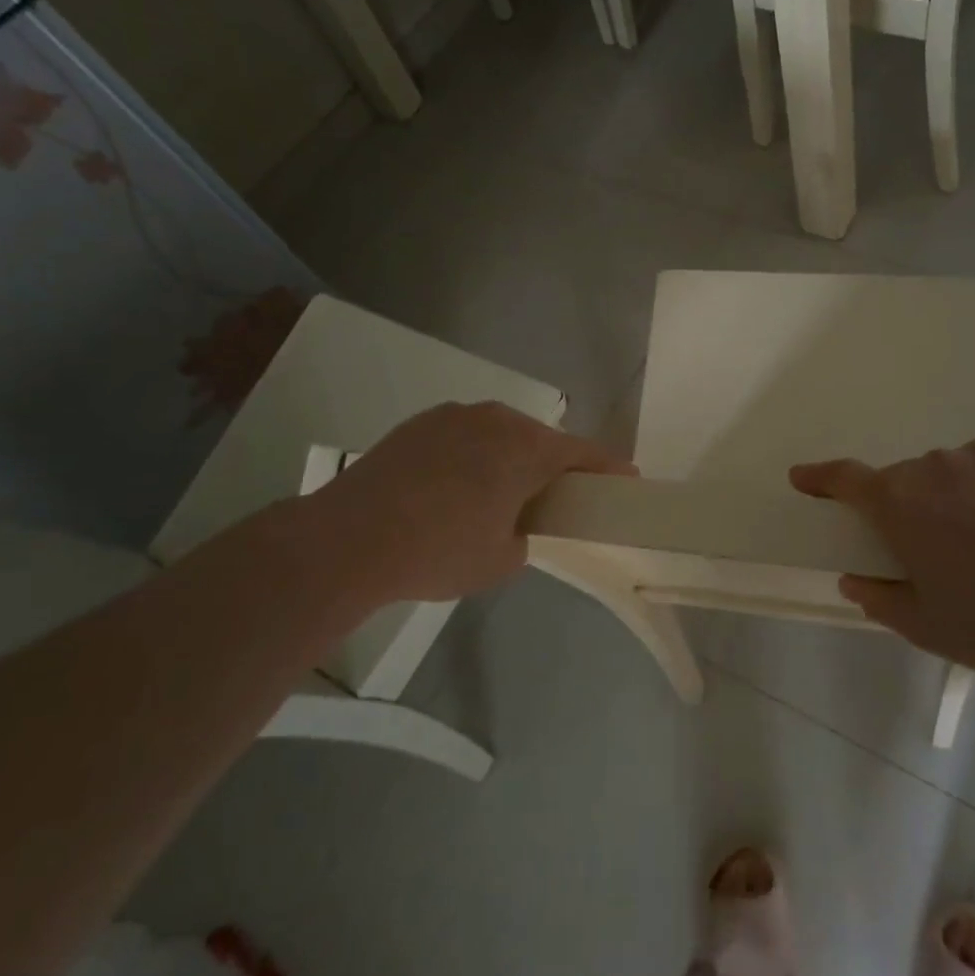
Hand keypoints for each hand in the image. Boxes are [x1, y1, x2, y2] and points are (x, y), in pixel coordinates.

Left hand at [288, 401, 633, 604]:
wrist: (348, 540)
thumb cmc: (437, 551)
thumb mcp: (500, 560)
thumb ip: (524, 535)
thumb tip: (513, 523)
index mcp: (527, 449)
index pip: (583, 453)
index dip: (608, 467)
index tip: (626, 478)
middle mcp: (497, 419)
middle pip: (541, 439)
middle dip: (553, 463)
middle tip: (554, 495)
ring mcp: (455, 415)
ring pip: (501, 432)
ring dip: (510, 456)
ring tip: (497, 491)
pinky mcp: (421, 423)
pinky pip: (465, 434)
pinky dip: (474, 454)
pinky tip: (454, 484)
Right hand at [791, 440, 974, 692]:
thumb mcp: (928, 627)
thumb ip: (880, 597)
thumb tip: (857, 578)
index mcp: (901, 503)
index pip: (846, 479)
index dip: (821, 478)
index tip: (804, 477)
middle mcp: (937, 465)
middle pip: (908, 481)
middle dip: (912, 510)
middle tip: (943, 555)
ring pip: (955, 472)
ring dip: (959, 498)